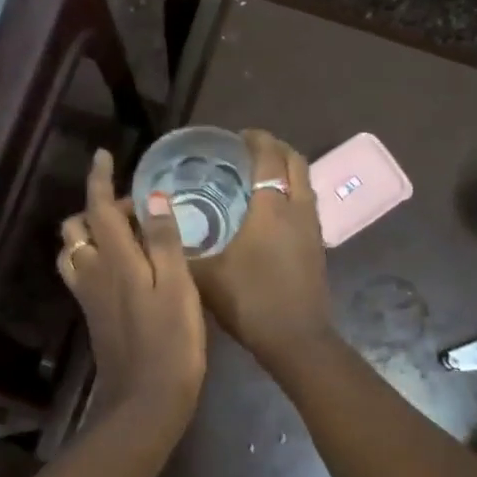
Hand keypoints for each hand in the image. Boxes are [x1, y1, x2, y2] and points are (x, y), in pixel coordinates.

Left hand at [58, 149, 206, 443]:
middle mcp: (92, 271)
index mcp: (114, 258)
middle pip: (78, 226)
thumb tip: (152, 198)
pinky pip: (81, 272)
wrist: (144, 400)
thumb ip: (163, 240)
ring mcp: (88, 295)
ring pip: (74, 250)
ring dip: (91, 232)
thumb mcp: (177, 286)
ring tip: (127, 233)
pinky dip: (93, 256)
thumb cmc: (171, 341)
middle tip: (137, 208)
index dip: (99, 178)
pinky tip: (123, 266)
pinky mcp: (92, 315)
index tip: (104, 155)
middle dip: (98, 206)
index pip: (98, 206)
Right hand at [190, 130, 335, 368]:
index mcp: (272, 207)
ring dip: (285, 170)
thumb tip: (158, 227)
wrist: (296, 339)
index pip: (269, 156)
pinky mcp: (317, 245)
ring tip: (257, 177)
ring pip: (304, 182)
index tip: (236, 136)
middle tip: (247, 152)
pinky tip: (269, 212)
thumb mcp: (206, 275)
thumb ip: (181, 248)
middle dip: (274, 149)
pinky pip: (306, 203)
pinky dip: (290, 193)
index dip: (255, 140)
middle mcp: (297, 208)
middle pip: (295, 161)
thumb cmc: (250, 301)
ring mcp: (312, 227)